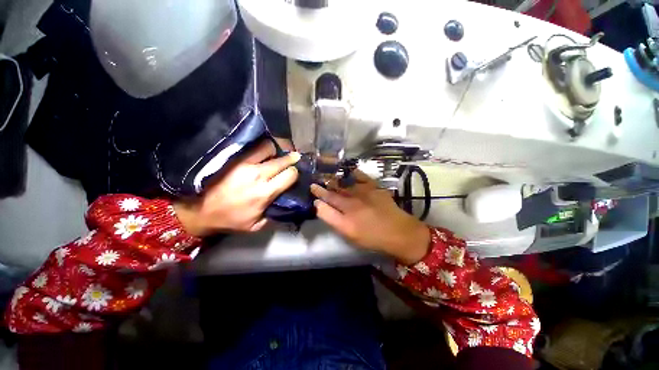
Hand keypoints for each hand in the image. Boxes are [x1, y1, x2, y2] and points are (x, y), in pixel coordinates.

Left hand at [174, 140, 299, 235]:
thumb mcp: (256, 225)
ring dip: (275, 151)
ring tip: (275, 155)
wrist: (201, 211)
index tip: (295, 172)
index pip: (290, 174)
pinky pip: (252, 147)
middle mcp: (258, 175)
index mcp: (265, 192)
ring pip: (268, 147)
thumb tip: (286, 202)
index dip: (296, 172)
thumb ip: (275, 215)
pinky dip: (261, 148)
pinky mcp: (233, 159)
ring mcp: (244, 164)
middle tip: (295, 157)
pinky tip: (262, 152)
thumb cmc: (231, 219)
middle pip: (282, 160)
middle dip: (292, 158)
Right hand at [310, 171, 429, 264]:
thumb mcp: (350, 236)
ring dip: (333, 181)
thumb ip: (334, 221)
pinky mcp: (374, 187)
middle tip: (314, 183)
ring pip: (343, 185)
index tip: (312, 193)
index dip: (317, 199)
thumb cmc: (373, 238)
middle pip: (332, 194)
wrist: (399, 232)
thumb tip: (321, 207)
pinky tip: (349, 172)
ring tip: (326, 177)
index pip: (325, 206)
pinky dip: (353, 173)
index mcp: (345, 219)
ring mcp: (363, 194)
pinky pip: (361, 176)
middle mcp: (352, 204)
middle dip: (321, 189)